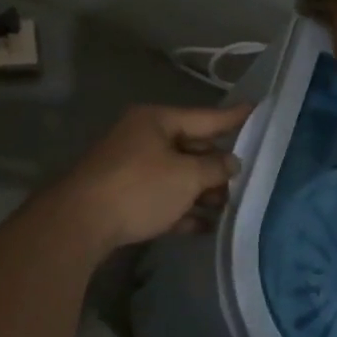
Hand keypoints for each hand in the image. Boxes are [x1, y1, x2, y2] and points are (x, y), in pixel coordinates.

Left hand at [52, 103, 253, 253]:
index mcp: (156, 121)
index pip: (205, 116)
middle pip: (190, 147)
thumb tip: (232, 163)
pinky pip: (161, 198)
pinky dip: (181, 210)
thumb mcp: (186, 176)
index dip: (233, 117)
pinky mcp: (123, 198)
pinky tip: (204, 227)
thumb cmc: (139, 188)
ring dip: (202, 192)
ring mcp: (130, 168)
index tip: (256, 109)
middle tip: (245, 178)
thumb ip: (215, 168)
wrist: (80, 224)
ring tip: (229, 207)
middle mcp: (142, 138)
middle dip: (216, 165)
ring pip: (176, 176)